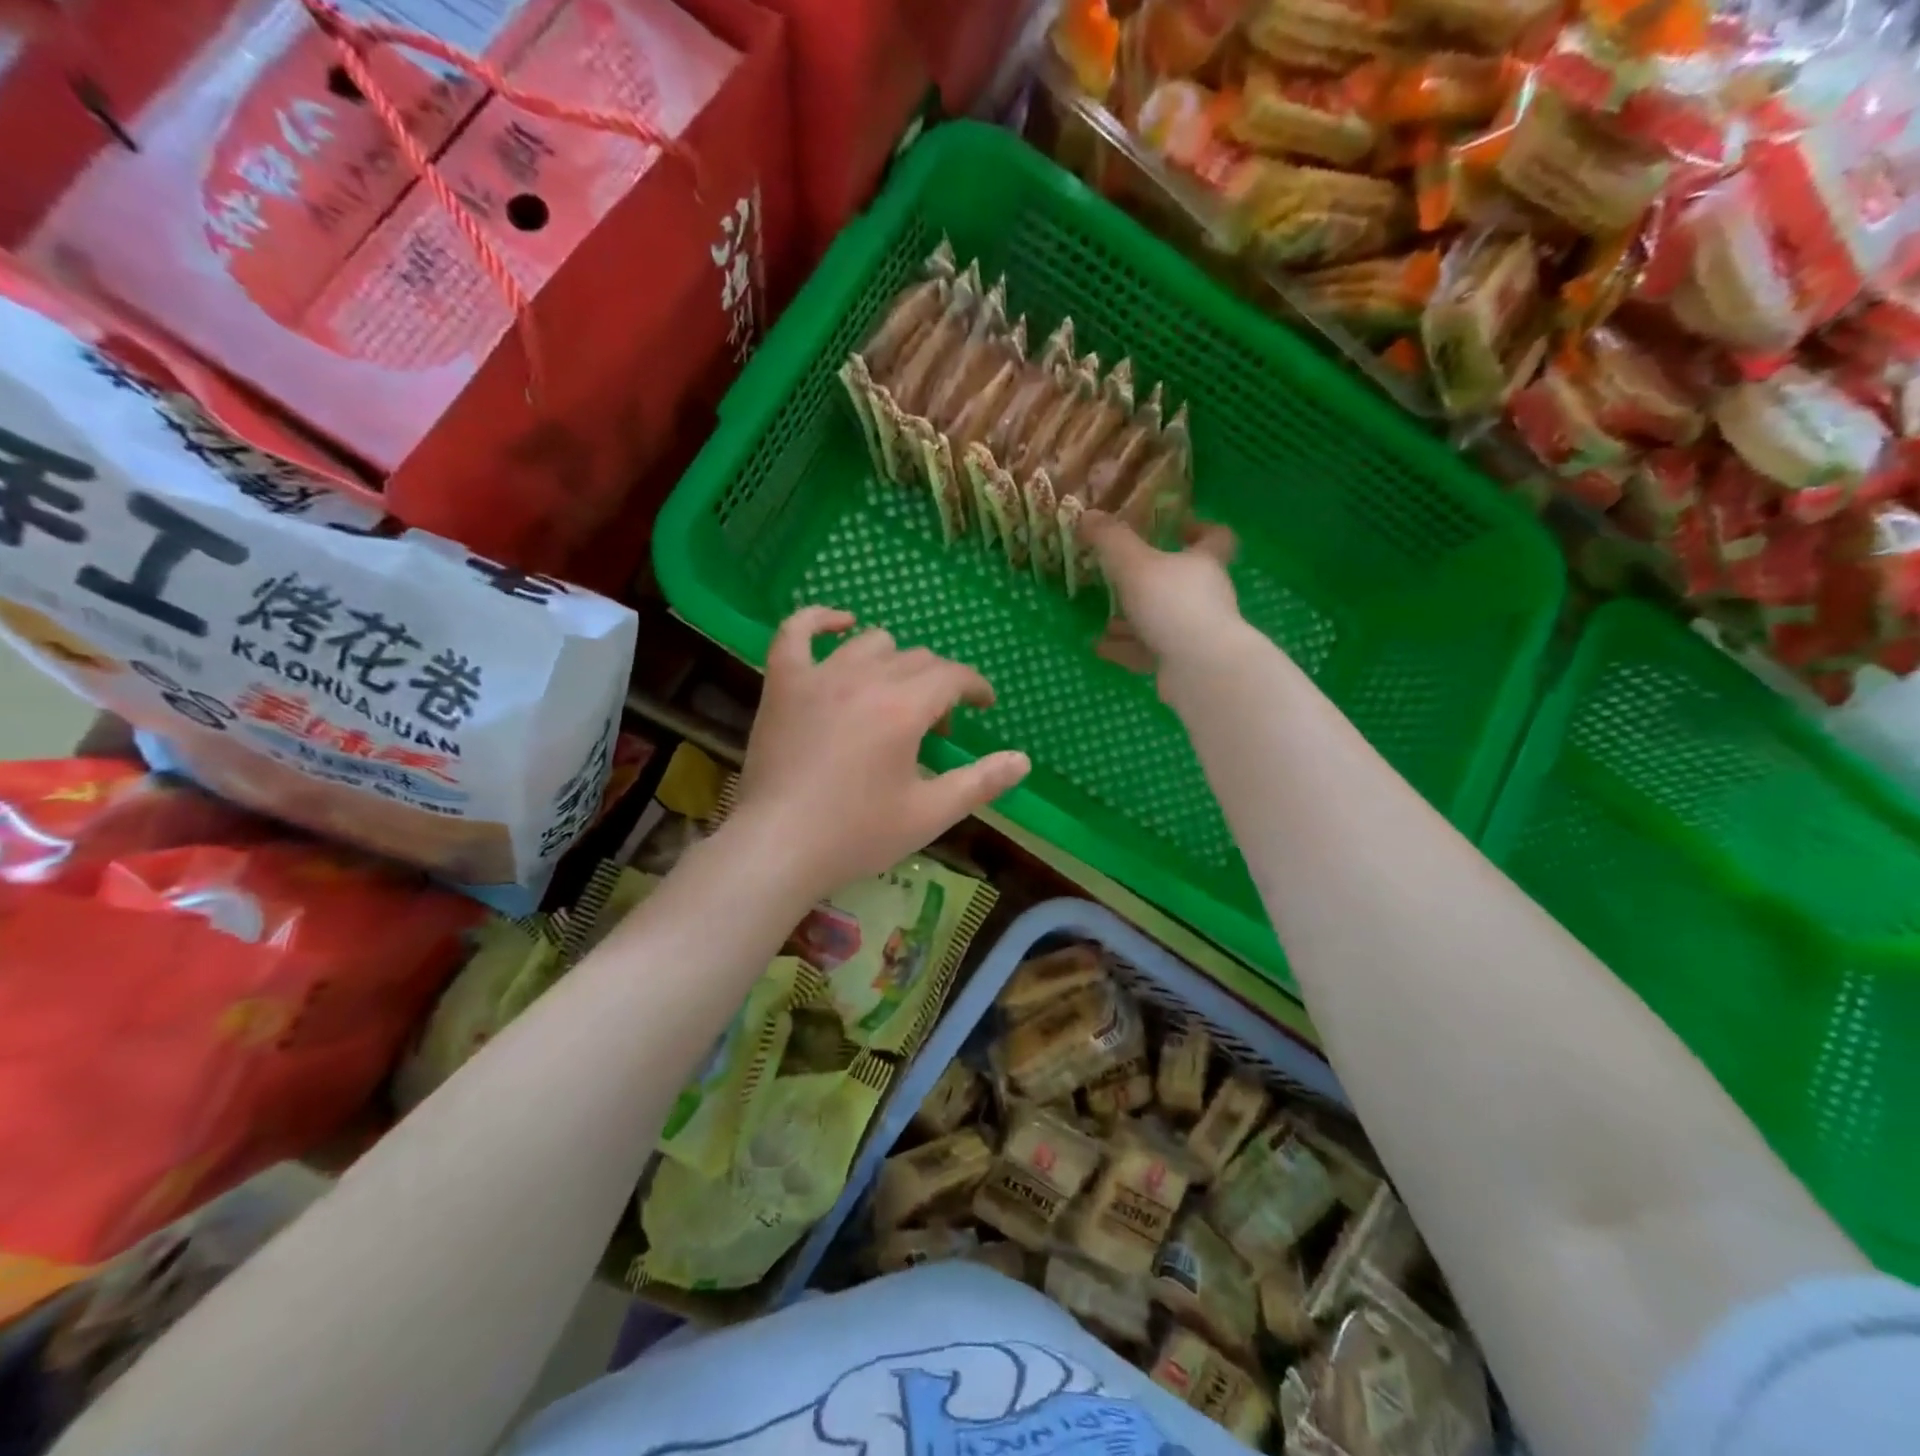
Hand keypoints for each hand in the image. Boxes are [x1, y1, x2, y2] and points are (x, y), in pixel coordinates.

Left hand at [731, 608, 1030, 890]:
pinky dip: (820, 620)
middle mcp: (865, 679)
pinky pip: (796, 632)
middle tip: (937, 726)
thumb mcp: (929, 814)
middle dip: (938, 685)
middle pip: (916, 660)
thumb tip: (1022, 760)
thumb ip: (980, 782)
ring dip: (894, 661)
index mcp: (904, 708)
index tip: (983, 706)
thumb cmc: (857, 834)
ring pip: (870, 643)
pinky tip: (840, 624)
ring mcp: (818, 676)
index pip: (953, 677)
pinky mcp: (783, 684)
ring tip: (895, 694)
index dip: (975, 688)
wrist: (778, 847)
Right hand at [1081, 511, 1244, 682]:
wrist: (1201, 669)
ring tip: (1104, 620)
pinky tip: (1100, 648)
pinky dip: (1126, 648)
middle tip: (1121, 578)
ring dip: (1134, 619)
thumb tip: (1089, 515)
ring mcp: (1197, 632)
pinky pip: (1151, 651)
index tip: (1180, 527)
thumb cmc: (1173, 605)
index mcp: (1203, 564)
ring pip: (1163, 620)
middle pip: (1183, 582)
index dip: (1201, 529)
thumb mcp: (1135, 565)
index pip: (1216, 538)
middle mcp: (1206, 596)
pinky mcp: (1184, 664)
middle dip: (1151, 581)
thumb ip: (1111, 540)